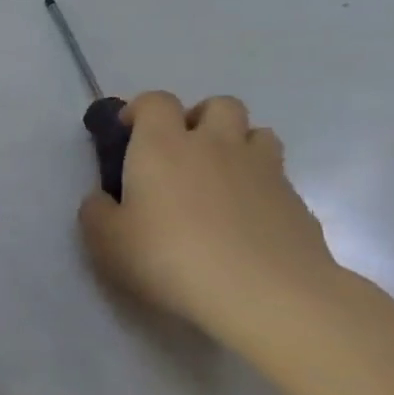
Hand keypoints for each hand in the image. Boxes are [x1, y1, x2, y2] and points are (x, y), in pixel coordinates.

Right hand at [77, 92, 341, 349]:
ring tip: (215, 180)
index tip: (127, 134)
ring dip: (235, 145)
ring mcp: (263, 170)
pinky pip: (274, 176)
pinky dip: (256, 185)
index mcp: (162, 147)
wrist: (265, 293)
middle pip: (218, 105)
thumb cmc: (168, 258)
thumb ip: (97, 210)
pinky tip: (242, 220)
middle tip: (178, 154)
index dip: (140, 110)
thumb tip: (104, 197)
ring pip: (256, 133)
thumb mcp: (105, 239)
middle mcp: (215, 145)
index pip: (156, 101)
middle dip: (197, 119)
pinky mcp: (296, 200)